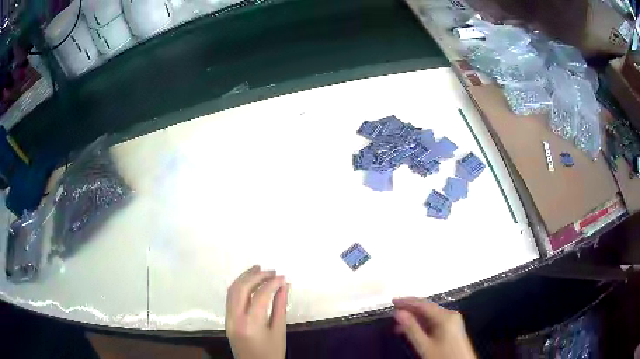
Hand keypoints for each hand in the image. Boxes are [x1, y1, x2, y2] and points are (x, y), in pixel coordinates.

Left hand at [225, 265, 288, 358]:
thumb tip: (284, 285)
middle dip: (256, 276)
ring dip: (244, 278)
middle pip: (241, 289)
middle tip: (271, 270)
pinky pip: (230, 298)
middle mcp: (235, 318)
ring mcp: (228, 318)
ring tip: (258, 269)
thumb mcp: (279, 331)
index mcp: (251, 324)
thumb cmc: (272, 352)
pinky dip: (239, 287)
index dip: (272, 283)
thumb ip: (281, 306)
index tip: (282, 276)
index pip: (260, 296)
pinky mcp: (227, 320)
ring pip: (232, 291)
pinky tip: (249, 283)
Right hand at [393, 297, 475, 358]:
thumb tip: (398, 313)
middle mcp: (450, 315)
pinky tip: (412, 330)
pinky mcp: (452, 328)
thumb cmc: (442, 356)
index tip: (393, 302)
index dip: (407, 302)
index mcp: (445, 316)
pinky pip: (434, 321)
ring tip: (398, 325)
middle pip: (427, 308)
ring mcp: (452, 321)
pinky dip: (422, 324)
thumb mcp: (424, 345)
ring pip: (430, 315)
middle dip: (410, 310)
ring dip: (415, 319)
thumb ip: (411, 328)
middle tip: (393, 313)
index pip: (423, 304)